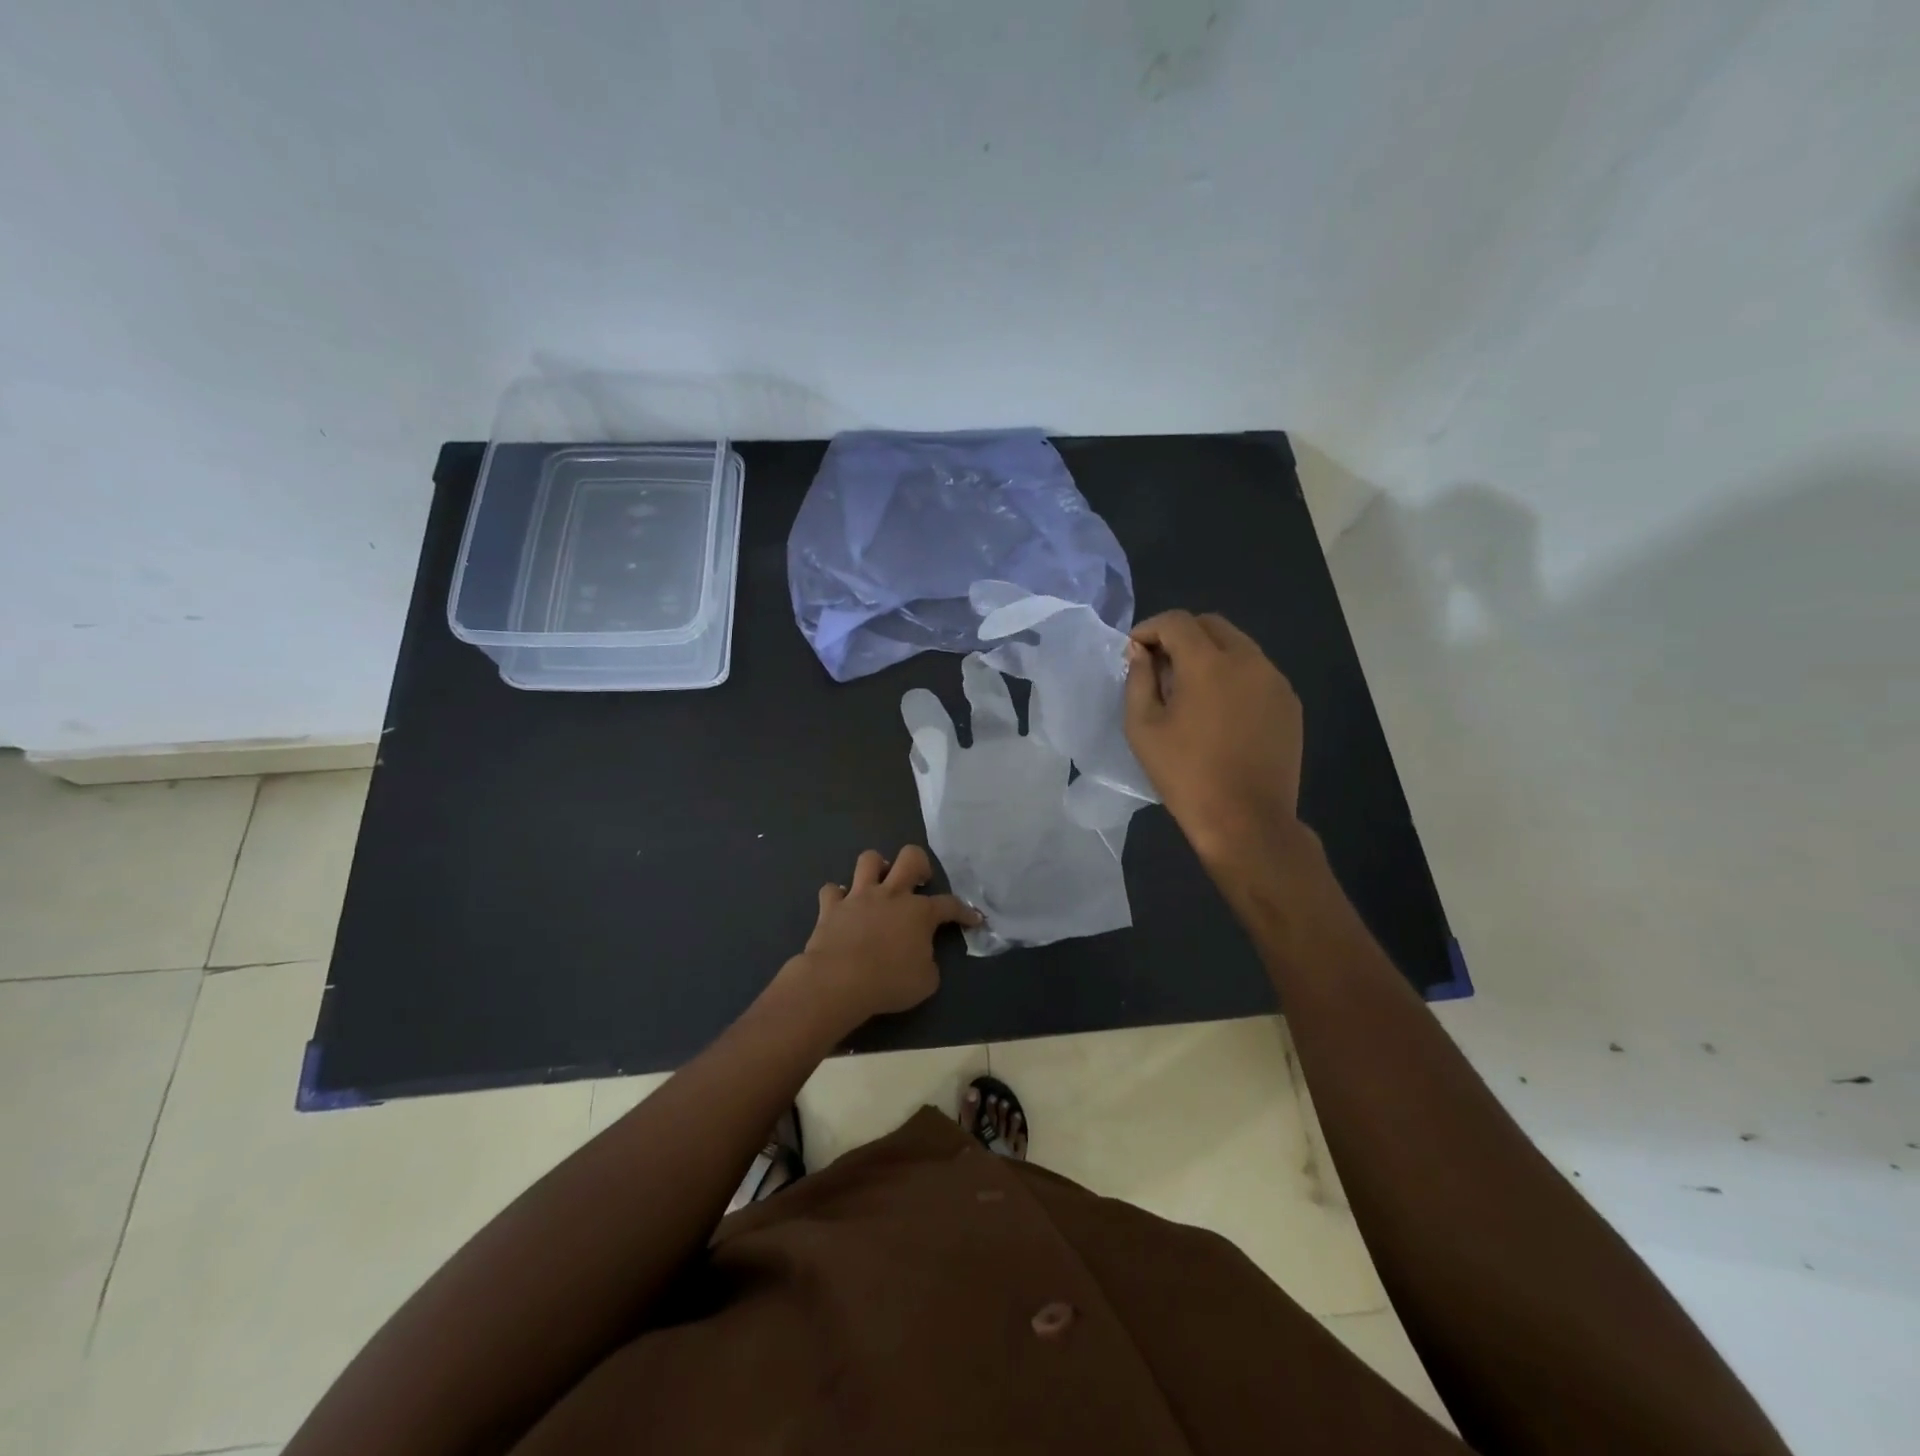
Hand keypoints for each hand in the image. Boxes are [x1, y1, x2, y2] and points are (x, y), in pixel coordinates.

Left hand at [783, 845, 979, 1028]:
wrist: (839, 981)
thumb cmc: (889, 982)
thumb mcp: (926, 981)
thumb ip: (929, 962)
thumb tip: (922, 957)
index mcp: (919, 912)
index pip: (950, 904)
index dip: (965, 911)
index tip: (974, 919)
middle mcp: (891, 894)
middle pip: (910, 857)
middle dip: (920, 864)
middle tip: (919, 882)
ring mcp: (859, 896)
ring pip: (869, 860)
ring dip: (876, 868)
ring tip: (880, 883)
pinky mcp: (831, 907)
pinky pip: (831, 890)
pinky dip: (837, 896)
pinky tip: (842, 905)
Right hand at [1124, 610, 1305, 872]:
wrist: (1246, 820)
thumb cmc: (1186, 775)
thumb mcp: (1143, 728)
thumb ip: (1138, 680)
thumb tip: (1141, 652)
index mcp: (1209, 663)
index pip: (1177, 622)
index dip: (1150, 628)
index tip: (1134, 651)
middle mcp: (1248, 660)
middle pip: (1211, 625)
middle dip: (1181, 635)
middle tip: (1159, 666)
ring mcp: (1275, 681)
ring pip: (1238, 646)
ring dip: (1209, 654)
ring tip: (1189, 690)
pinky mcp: (1289, 704)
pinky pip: (1256, 672)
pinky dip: (1232, 675)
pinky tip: (1219, 710)